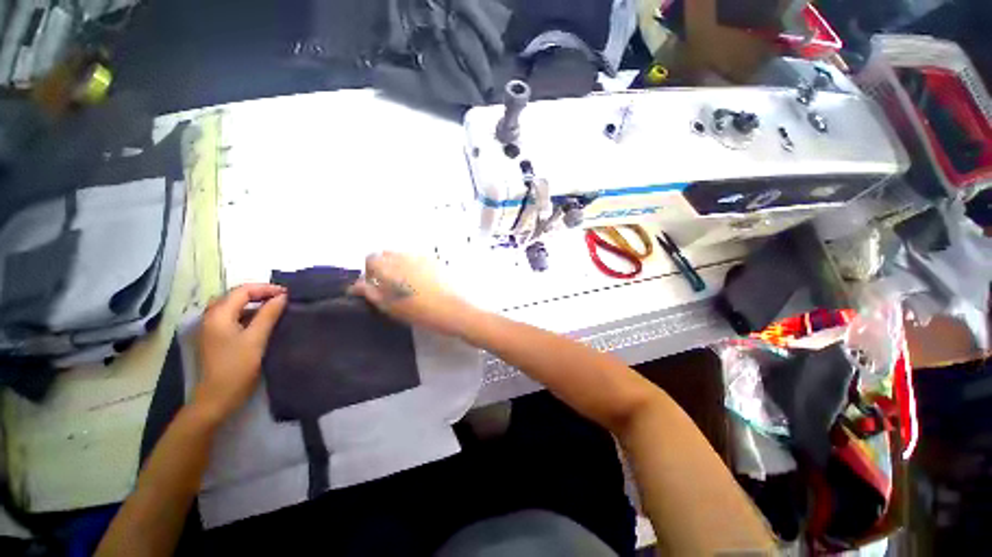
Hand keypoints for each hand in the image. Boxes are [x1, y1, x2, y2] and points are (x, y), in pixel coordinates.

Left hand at [194, 284, 287, 423]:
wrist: (217, 398)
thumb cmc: (237, 367)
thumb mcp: (256, 339)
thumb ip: (269, 315)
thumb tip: (283, 296)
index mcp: (218, 315)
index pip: (243, 291)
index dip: (266, 289)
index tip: (288, 294)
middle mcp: (211, 317)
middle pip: (236, 296)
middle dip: (260, 294)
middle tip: (283, 298)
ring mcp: (212, 328)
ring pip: (235, 306)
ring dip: (255, 303)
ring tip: (277, 307)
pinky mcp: (217, 337)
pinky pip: (234, 317)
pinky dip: (249, 314)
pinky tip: (263, 320)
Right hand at [348, 252, 469, 334]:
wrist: (451, 309)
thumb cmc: (418, 311)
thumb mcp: (389, 306)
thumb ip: (370, 292)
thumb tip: (356, 285)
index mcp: (387, 267)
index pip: (370, 259)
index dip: (370, 272)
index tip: (376, 285)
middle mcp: (402, 256)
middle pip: (386, 255)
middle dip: (384, 267)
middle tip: (391, 286)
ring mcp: (420, 256)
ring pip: (402, 256)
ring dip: (399, 265)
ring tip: (408, 284)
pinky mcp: (434, 259)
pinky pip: (417, 258)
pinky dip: (414, 265)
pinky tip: (423, 281)